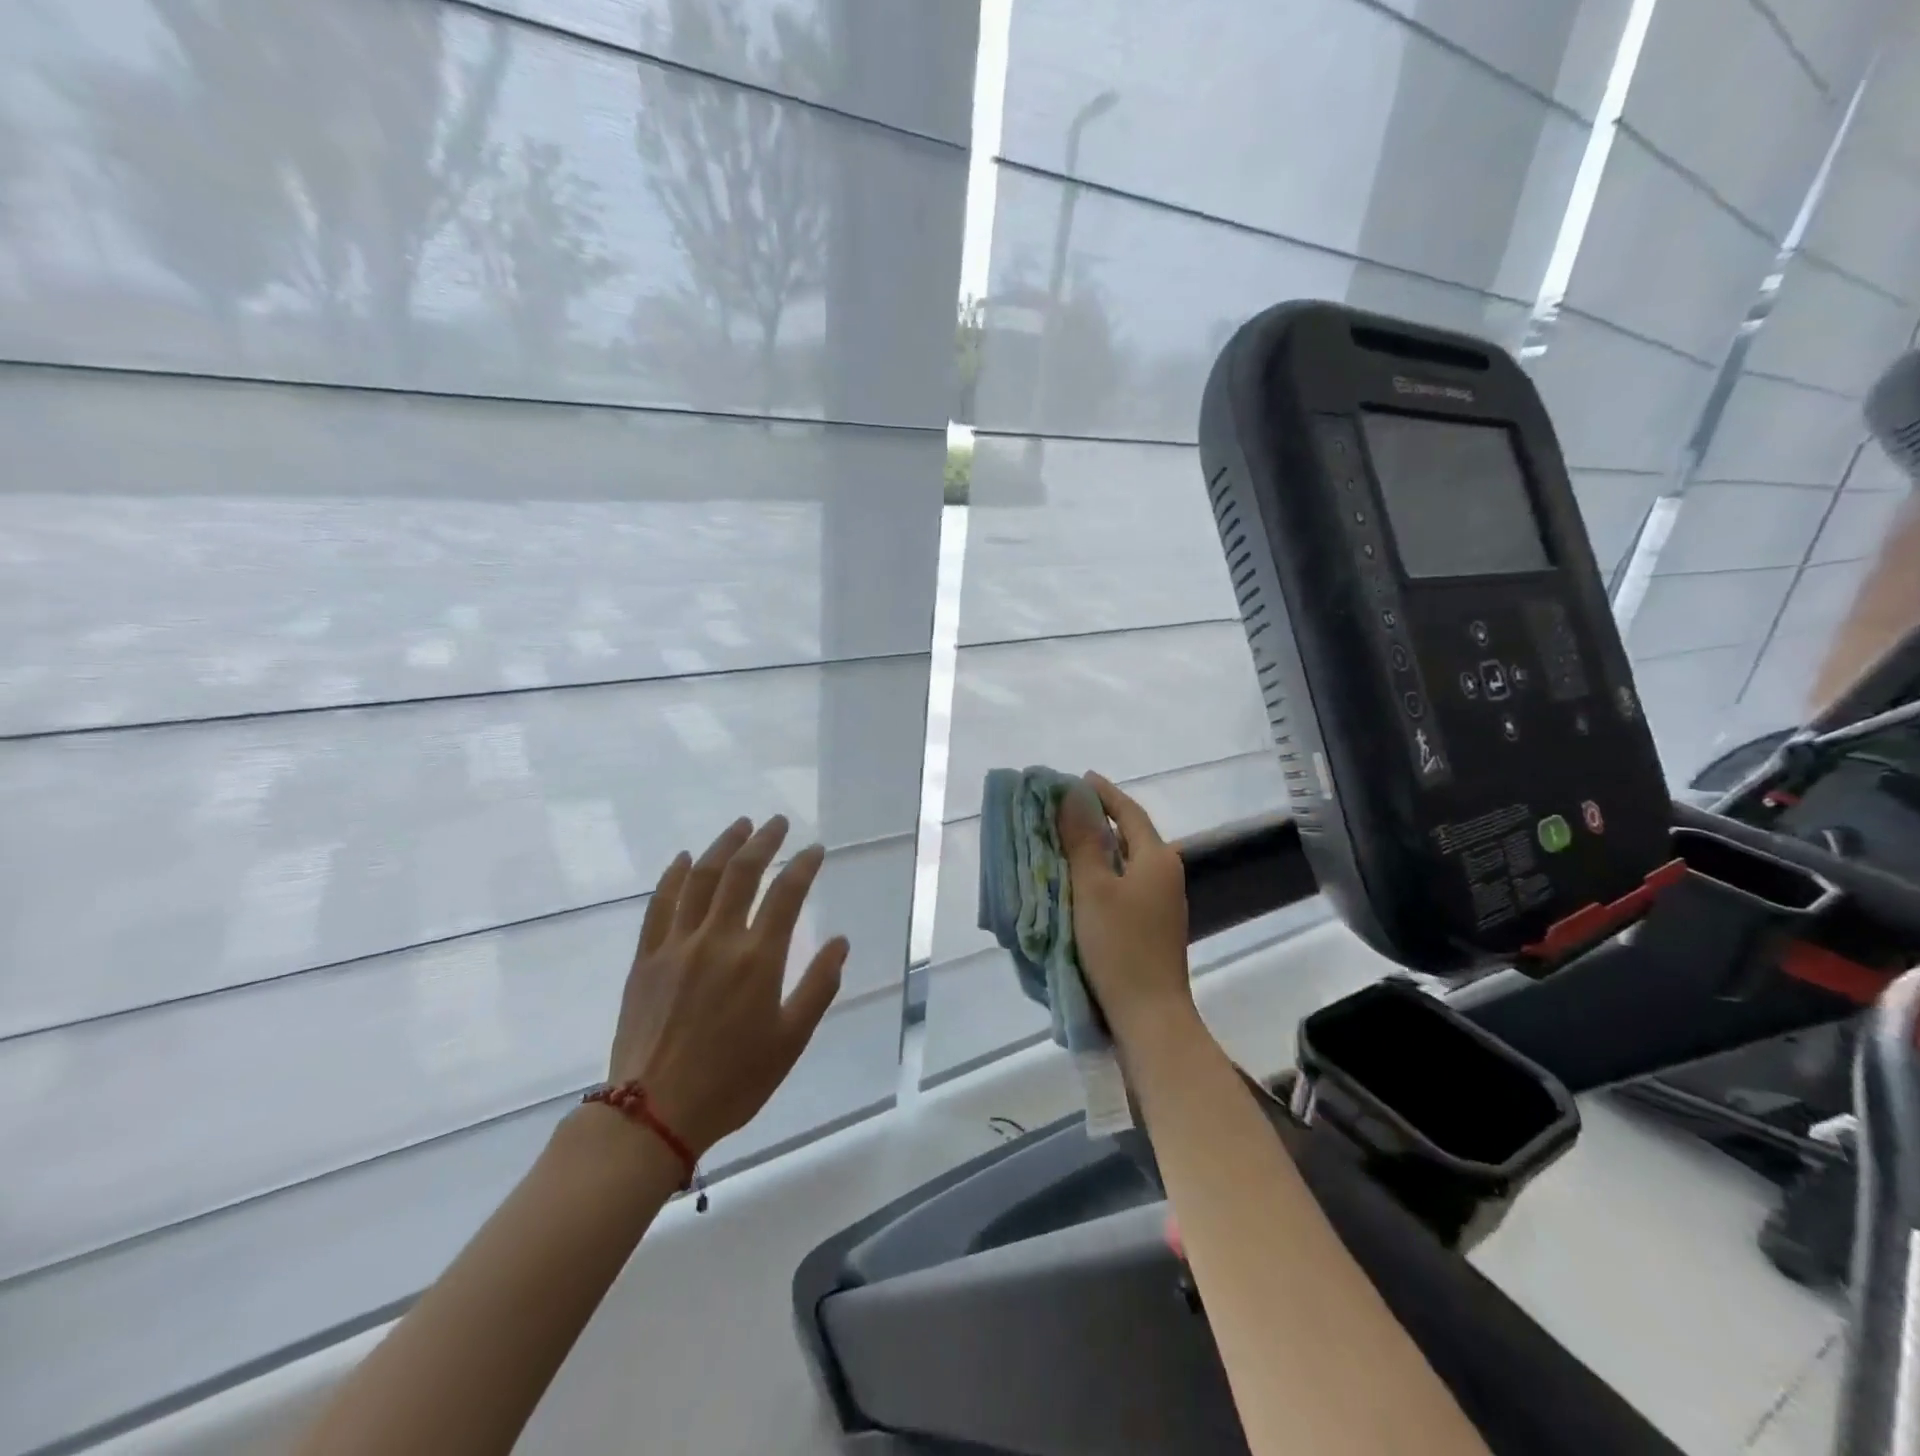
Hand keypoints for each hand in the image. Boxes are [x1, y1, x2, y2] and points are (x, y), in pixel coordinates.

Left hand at [609, 815, 846, 1157]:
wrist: (652, 1114)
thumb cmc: (732, 1081)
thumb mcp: (791, 1041)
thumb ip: (819, 986)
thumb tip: (841, 942)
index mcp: (758, 959)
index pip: (787, 894)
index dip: (804, 865)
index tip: (815, 849)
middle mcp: (717, 939)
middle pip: (742, 873)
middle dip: (763, 841)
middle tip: (777, 822)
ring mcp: (676, 945)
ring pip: (700, 879)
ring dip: (722, 846)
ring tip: (740, 826)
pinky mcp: (646, 959)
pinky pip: (659, 905)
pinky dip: (673, 877)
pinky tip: (683, 859)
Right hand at [1059, 772, 1192, 1044]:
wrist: (1150, 1016)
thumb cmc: (1120, 946)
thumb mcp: (1093, 888)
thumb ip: (1082, 840)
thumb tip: (1073, 794)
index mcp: (1156, 858)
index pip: (1128, 812)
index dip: (1103, 793)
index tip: (1077, 779)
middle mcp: (1165, 874)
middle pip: (1129, 835)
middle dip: (1098, 819)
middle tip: (1062, 810)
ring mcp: (1162, 903)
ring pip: (1126, 863)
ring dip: (1098, 849)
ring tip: (1064, 842)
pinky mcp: (1152, 927)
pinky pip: (1125, 886)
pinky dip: (1102, 875)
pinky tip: (1079, 884)